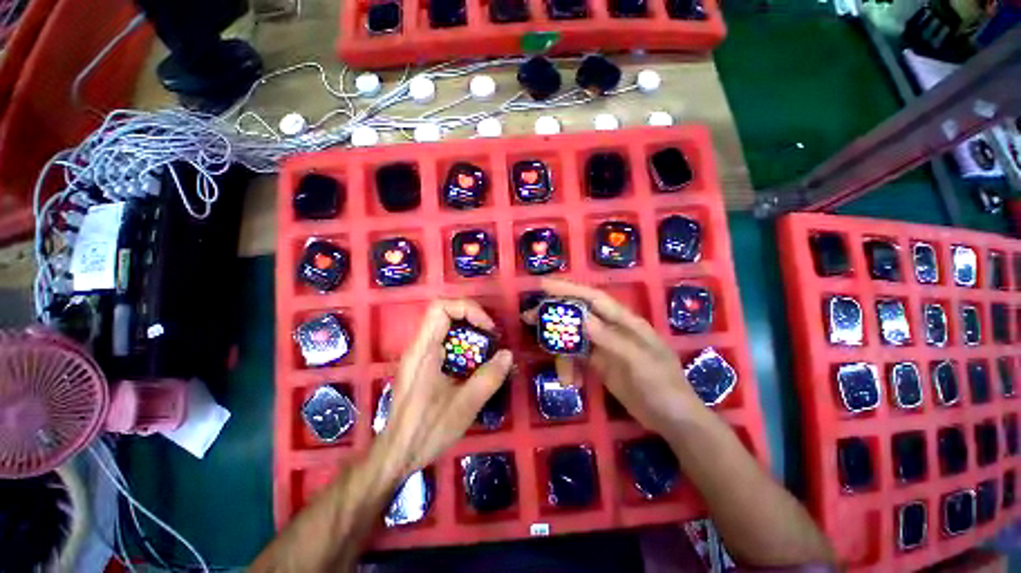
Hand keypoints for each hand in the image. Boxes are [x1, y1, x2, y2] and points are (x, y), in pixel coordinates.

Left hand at [379, 299, 512, 476]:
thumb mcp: (465, 405)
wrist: (396, 454)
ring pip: (445, 328)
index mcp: (424, 350)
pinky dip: (463, 346)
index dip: (468, 309)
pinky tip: (474, 365)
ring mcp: (419, 356)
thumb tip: (507, 355)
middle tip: (491, 337)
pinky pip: (444, 344)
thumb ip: (489, 377)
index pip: (440, 307)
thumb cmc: (427, 430)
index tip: (487, 329)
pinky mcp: (422, 367)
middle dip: (472, 319)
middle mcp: (419, 347)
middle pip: (444, 314)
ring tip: (486, 350)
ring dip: (469, 333)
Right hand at [526, 278, 705, 433]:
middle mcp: (612, 329)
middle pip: (578, 314)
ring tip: (555, 367)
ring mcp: (604, 346)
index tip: (543, 286)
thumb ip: (612, 339)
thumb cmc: (664, 386)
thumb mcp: (640, 362)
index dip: (569, 289)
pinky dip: (569, 366)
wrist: (673, 420)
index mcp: (625, 322)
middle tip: (529, 316)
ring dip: (560, 347)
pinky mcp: (599, 363)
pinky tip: (570, 381)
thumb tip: (583, 319)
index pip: (593, 299)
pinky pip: (577, 357)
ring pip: (574, 337)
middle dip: (554, 314)